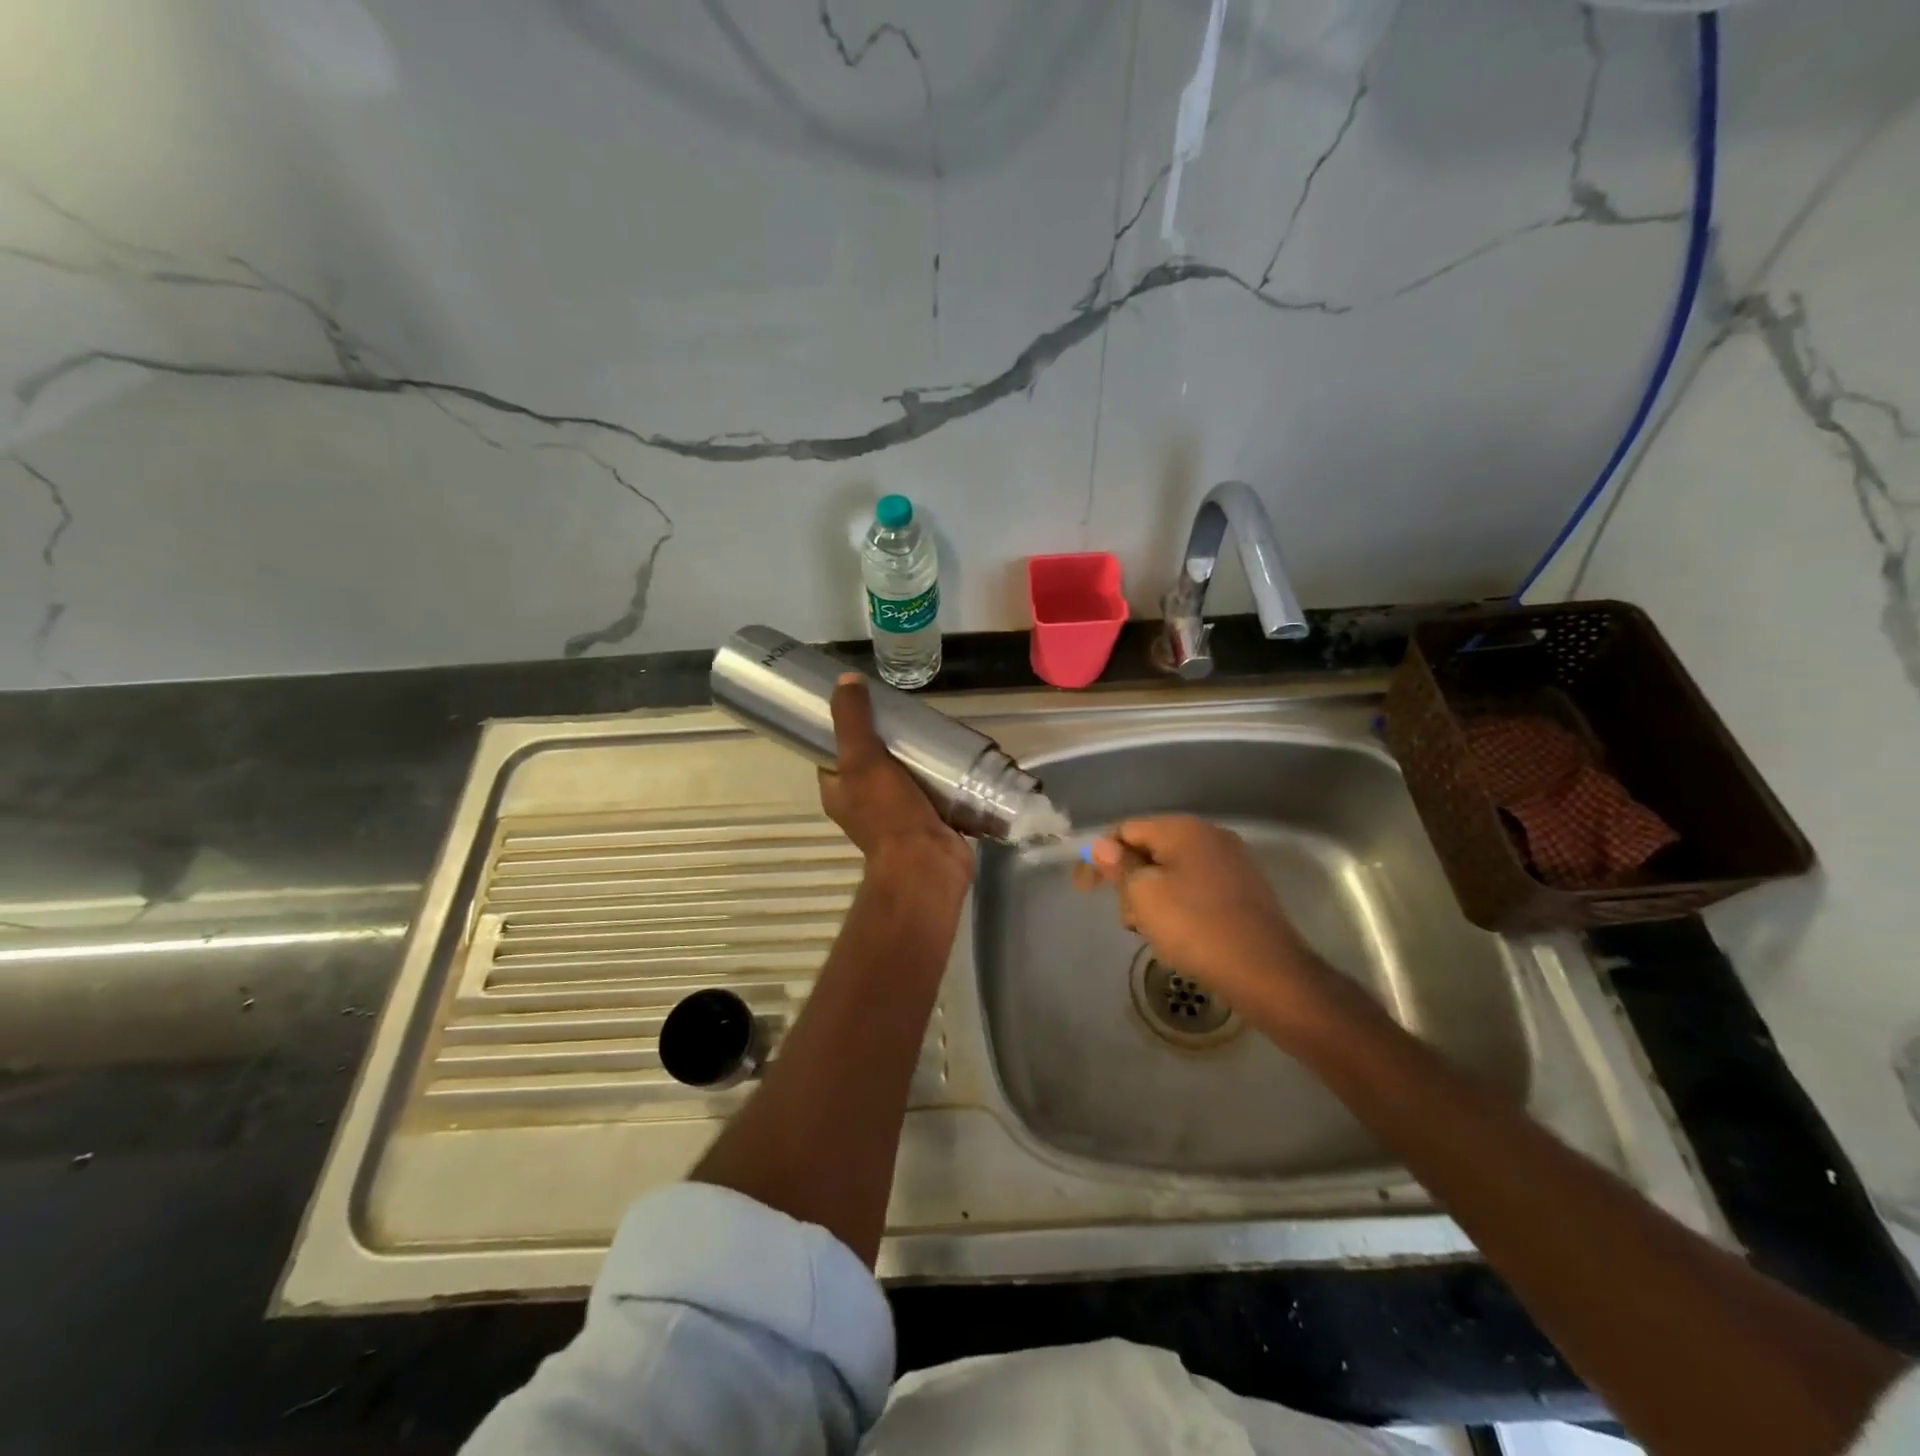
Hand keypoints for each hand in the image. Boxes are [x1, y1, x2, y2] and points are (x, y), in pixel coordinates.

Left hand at [818, 674, 972, 887]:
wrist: (928, 864)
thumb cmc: (888, 813)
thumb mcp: (862, 759)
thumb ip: (852, 720)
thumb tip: (846, 680)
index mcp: (839, 791)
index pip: (836, 752)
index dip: (846, 727)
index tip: (868, 703)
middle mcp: (865, 803)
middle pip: (875, 761)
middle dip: (893, 739)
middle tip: (911, 713)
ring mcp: (899, 814)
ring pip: (907, 774)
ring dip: (920, 756)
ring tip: (937, 727)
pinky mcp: (930, 819)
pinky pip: (934, 790)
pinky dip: (944, 774)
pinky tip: (956, 753)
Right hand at [1076, 816, 1334, 1014]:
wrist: (1266, 972)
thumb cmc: (1196, 928)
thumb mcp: (1144, 895)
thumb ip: (1120, 866)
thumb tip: (1103, 846)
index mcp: (1183, 829)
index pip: (1127, 829)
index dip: (1100, 857)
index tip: (1084, 889)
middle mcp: (1210, 836)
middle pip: (1150, 849)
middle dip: (1130, 882)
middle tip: (1130, 920)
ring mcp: (1232, 862)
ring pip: (1173, 871)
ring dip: (1153, 897)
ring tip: (1155, 933)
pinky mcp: (1244, 889)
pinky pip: (1196, 886)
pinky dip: (1179, 905)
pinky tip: (1181, 934)